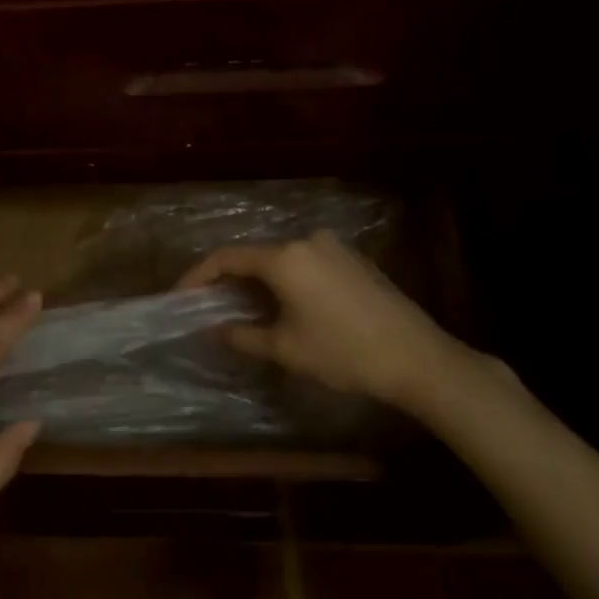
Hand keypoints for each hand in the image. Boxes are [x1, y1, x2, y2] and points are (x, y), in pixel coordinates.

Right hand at [178, 230, 501, 422]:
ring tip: (245, 309)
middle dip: (228, 280)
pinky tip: (286, 305)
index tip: (180, 296)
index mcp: (285, 258)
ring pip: (282, 259)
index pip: (227, 258)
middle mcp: (307, 241)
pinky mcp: (354, 259)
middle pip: (255, 255)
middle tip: (210, 305)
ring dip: (259, 281)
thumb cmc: (343, 353)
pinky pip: (306, 263)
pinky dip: (287, 280)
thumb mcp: (286, 349)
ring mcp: (334, 247)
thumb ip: (242, 335)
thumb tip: (213, 330)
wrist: (418, 358)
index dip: (198, 276)